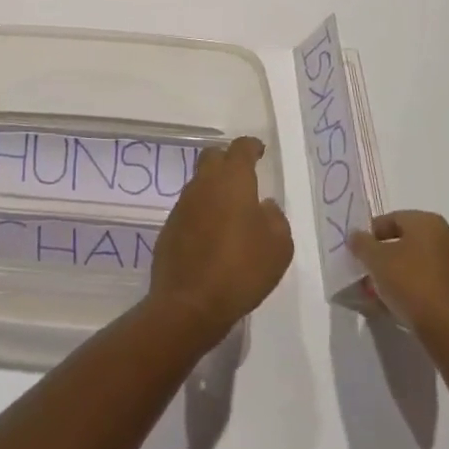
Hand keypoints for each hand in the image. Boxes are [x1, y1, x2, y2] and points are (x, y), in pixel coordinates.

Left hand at [149, 136, 292, 343]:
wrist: (190, 302)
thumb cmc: (241, 268)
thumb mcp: (278, 246)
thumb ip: (276, 219)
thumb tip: (265, 206)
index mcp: (232, 179)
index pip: (240, 148)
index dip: (251, 146)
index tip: (259, 151)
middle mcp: (204, 183)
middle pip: (213, 157)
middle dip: (227, 160)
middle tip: (243, 175)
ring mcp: (183, 204)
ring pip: (200, 183)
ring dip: (214, 189)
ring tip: (231, 210)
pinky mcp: (170, 227)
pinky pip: (190, 209)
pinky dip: (203, 213)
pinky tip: (212, 235)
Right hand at [349, 210, 448, 345]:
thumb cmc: (411, 284)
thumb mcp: (376, 260)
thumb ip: (362, 243)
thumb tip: (357, 237)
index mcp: (429, 222)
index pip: (391, 219)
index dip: (370, 235)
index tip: (358, 253)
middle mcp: (448, 239)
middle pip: (405, 243)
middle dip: (383, 258)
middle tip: (366, 274)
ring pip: (417, 266)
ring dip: (397, 276)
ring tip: (377, 295)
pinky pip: (430, 285)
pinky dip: (413, 291)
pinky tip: (396, 308)